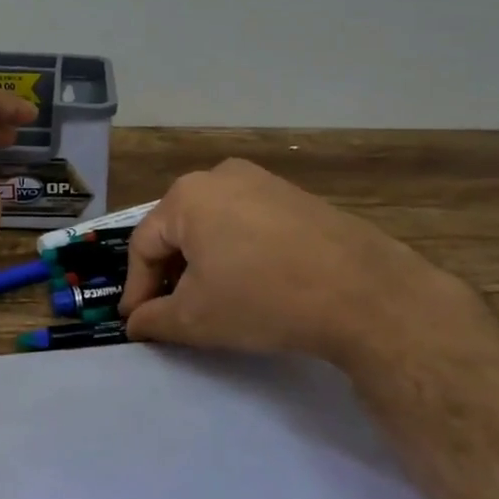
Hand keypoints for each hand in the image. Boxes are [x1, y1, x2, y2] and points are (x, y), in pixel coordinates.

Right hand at [119, 158, 481, 378]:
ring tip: (211, 300)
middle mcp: (221, 176)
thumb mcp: (196, 318)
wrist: (361, 292)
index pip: (144, 244)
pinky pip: (249, 223)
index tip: (137, 322)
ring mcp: (263, 181)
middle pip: (179, 229)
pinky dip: (238, 252)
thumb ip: (155, 319)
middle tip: (171, 312)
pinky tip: (252, 283)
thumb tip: (137, 322)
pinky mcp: (295, 197)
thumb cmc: (262, 298)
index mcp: (187, 196)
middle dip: (171, 273)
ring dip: (204, 262)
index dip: (137, 287)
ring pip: (215, 225)